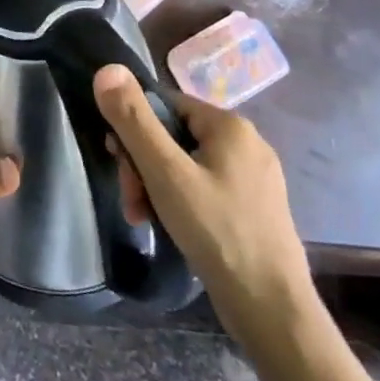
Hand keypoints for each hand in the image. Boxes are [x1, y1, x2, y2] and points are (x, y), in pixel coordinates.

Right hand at [93, 64, 314, 348]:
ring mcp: (254, 178)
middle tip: (131, 200)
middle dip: (143, 165)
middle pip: (173, 136)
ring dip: (156, 186)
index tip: (119, 162)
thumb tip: (107, 68)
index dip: (134, 129)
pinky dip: (180, 202)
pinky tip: (170, 227)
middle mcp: (247, 143)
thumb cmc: (217, 232)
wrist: (273, 312)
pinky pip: (204, 188)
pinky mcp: (255, 208)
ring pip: (186, 165)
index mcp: (230, 125)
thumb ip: (133, 120)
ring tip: (144, 218)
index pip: (163, 104)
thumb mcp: (165, 172)